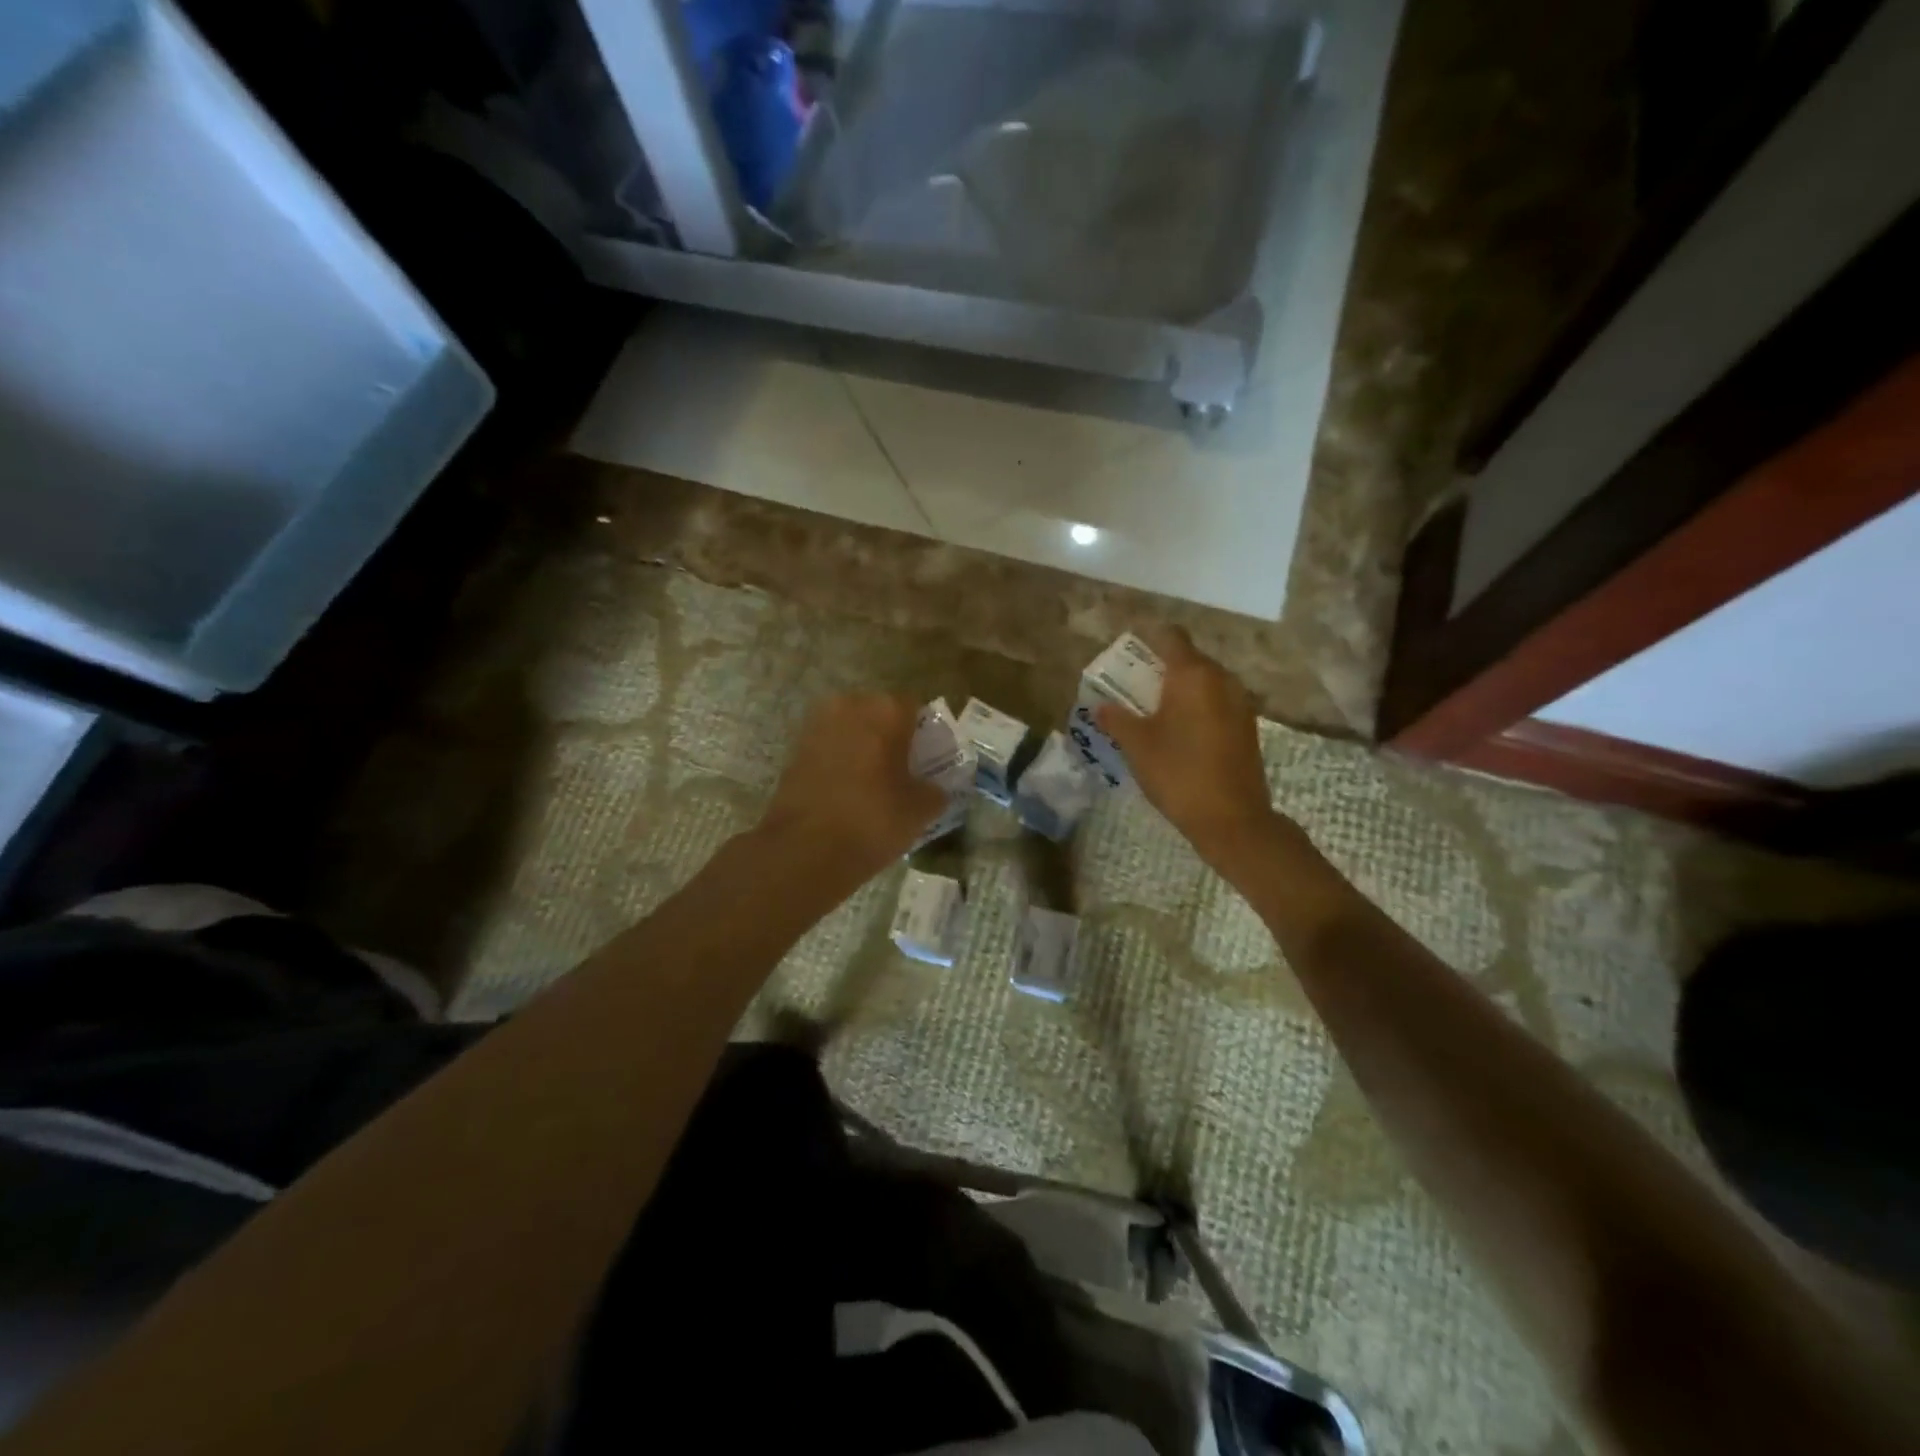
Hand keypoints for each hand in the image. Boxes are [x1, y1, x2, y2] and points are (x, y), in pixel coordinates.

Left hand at [759, 693, 946, 880]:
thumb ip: (933, 791)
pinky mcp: (794, 749)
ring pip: (850, 728)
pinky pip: (828, 746)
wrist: (804, 850)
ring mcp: (817, 725)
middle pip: (878, 713)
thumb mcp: (920, 811)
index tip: (926, 757)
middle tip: (900, 768)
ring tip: (872, 781)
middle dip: (889, 735)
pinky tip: (846, 790)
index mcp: (886, 710)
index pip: (914, 708)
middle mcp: (850, 706)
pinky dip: (839, 760)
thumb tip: (932, 789)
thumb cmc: (873, 820)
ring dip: (861, 746)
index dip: (922, 732)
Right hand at [1095, 627, 1290, 872]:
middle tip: (1135, 687)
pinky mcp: (1247, 727)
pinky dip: (1198, 708)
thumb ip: (1116, 719)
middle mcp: (1222, 680)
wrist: (1232, 819)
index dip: (1149, 639)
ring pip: (1206, 683)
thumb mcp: (1137, 745)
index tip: (1129, 652)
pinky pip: (1218, 703)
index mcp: (1193, 675)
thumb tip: (1100, 706)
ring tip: (1155, 711)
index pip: (1171, 637)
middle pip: (1190, 659)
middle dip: (1162, 668)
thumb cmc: (1178, 773)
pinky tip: (1180, 732)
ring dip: (1181, 690)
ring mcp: (1240, 703)